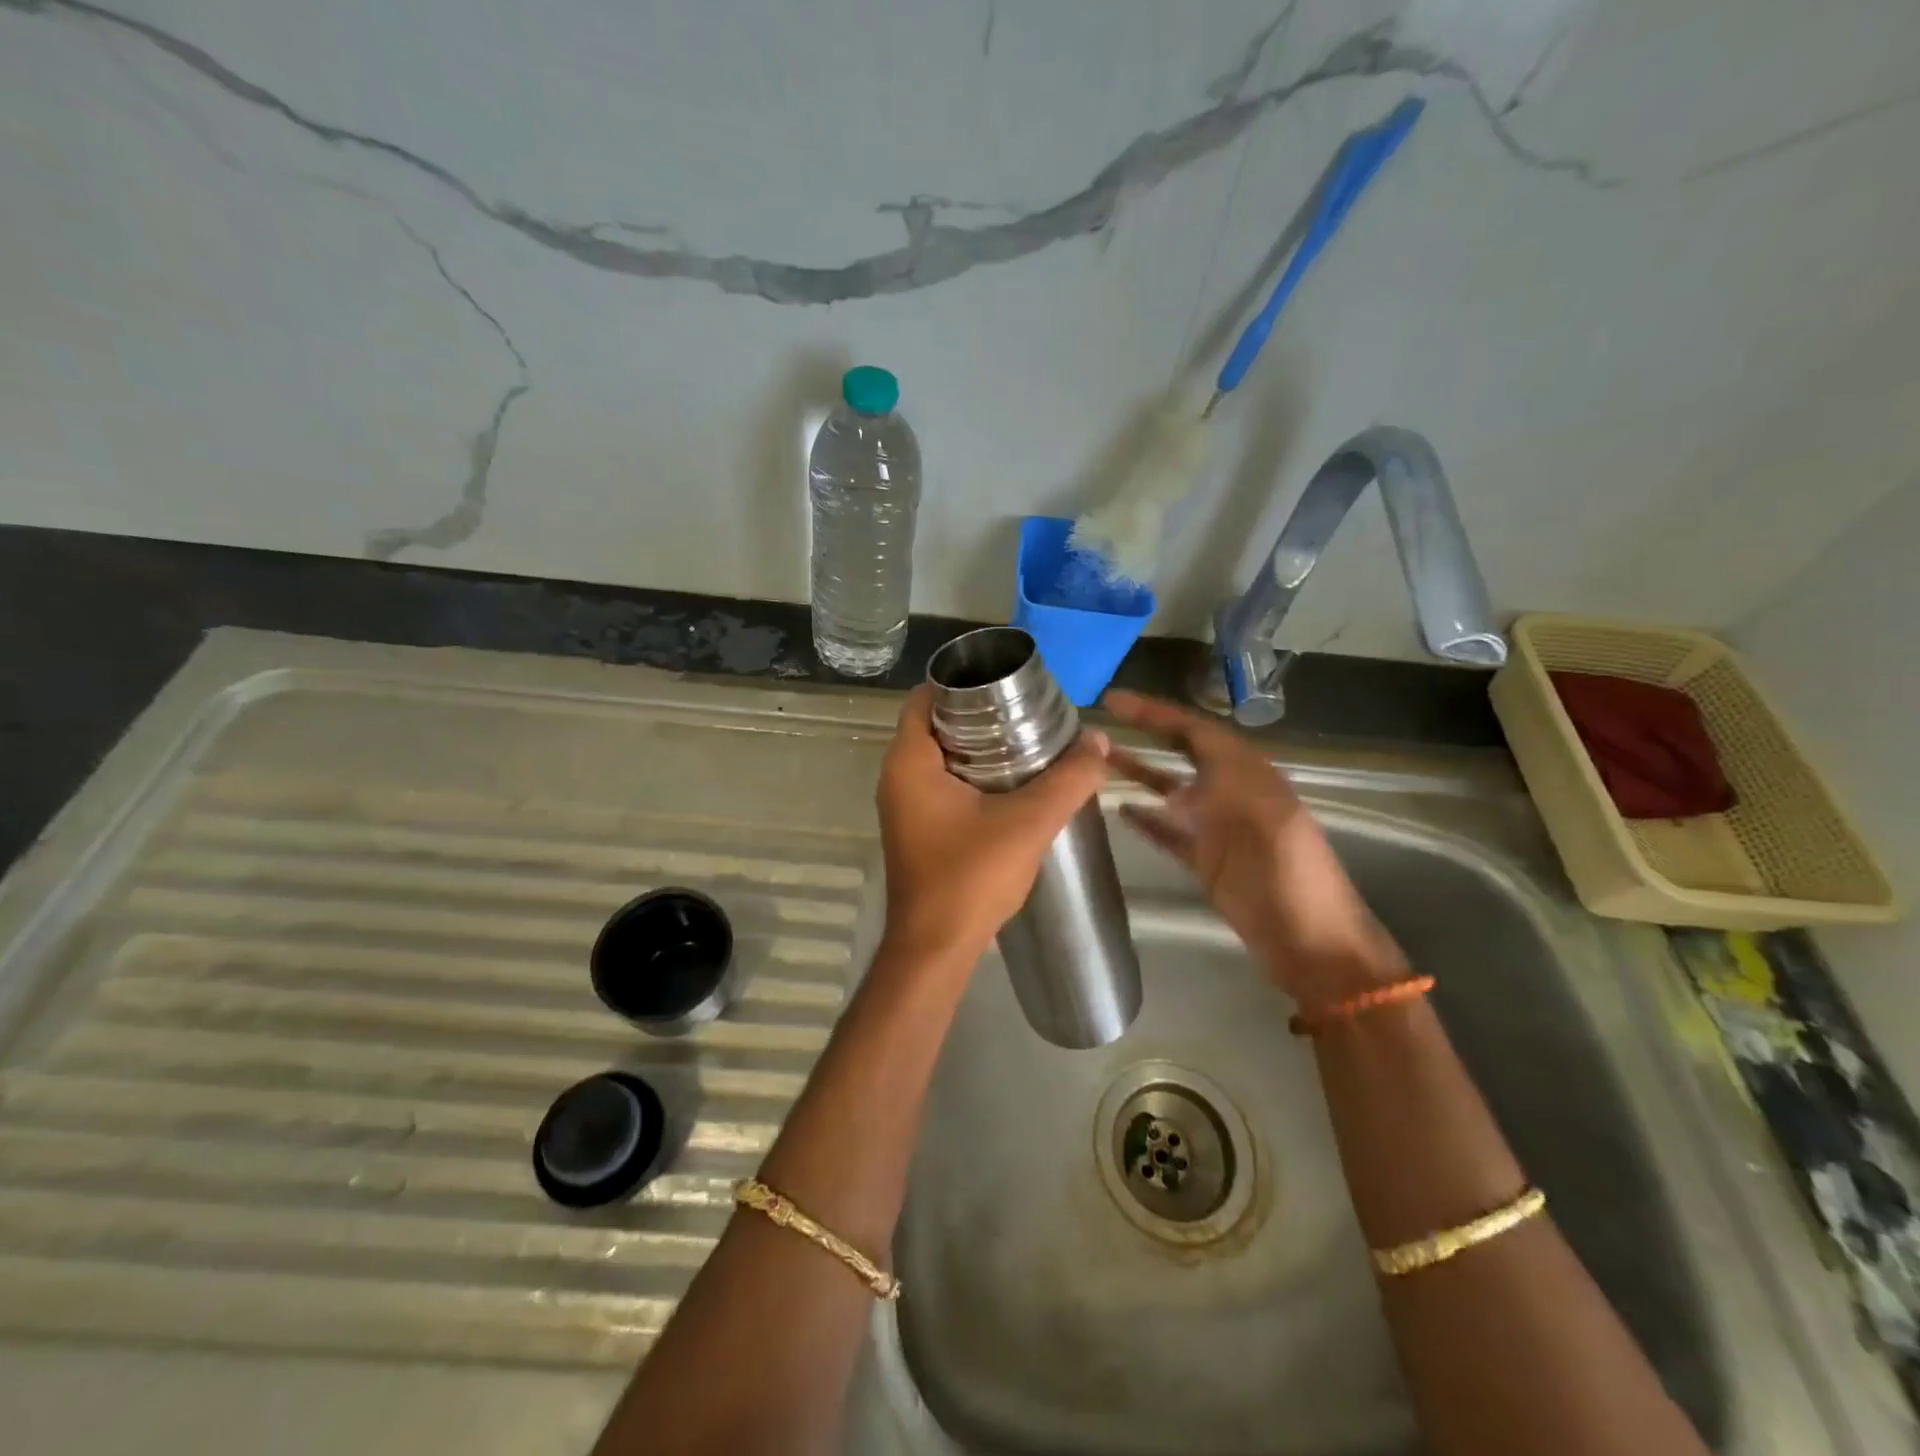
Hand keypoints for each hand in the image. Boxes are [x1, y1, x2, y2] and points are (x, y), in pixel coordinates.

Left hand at [876, 686, 1111, 967]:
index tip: (1004, 683)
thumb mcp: (1028, 823)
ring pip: (939, 757)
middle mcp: (897, 778)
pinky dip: (970, 775)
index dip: (961, 683)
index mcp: (909, 762)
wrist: (936, 949)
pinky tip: (1011, 784)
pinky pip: (941, 785)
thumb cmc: (970, 877)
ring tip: (1026, 741)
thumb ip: (1068, 780)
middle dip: (978, 714)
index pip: (924, 698)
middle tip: (1026, 711)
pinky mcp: (916, 830)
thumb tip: (1100, 742)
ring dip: (977, 747)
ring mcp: (904, 806)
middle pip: (935, 725)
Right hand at [1103, 691, 1405, 1012]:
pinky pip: (1168, 832)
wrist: (1313, 944)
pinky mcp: (1206, 861)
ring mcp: (1217, 829)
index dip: (1155, 713)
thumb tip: (1173, 787)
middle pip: (1181, 753)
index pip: (1195, 730)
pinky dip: (1146, 820)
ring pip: (1170, 791)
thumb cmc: (1292, 876)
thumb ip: (1222, 790)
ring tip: (1097, 762)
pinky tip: (1119, 811)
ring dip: (1138, 774)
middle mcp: (1230, 793)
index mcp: (1249, 774)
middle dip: (1144, 734)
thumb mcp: (1264, 817)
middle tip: (1099, 725)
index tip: (1114, 702)